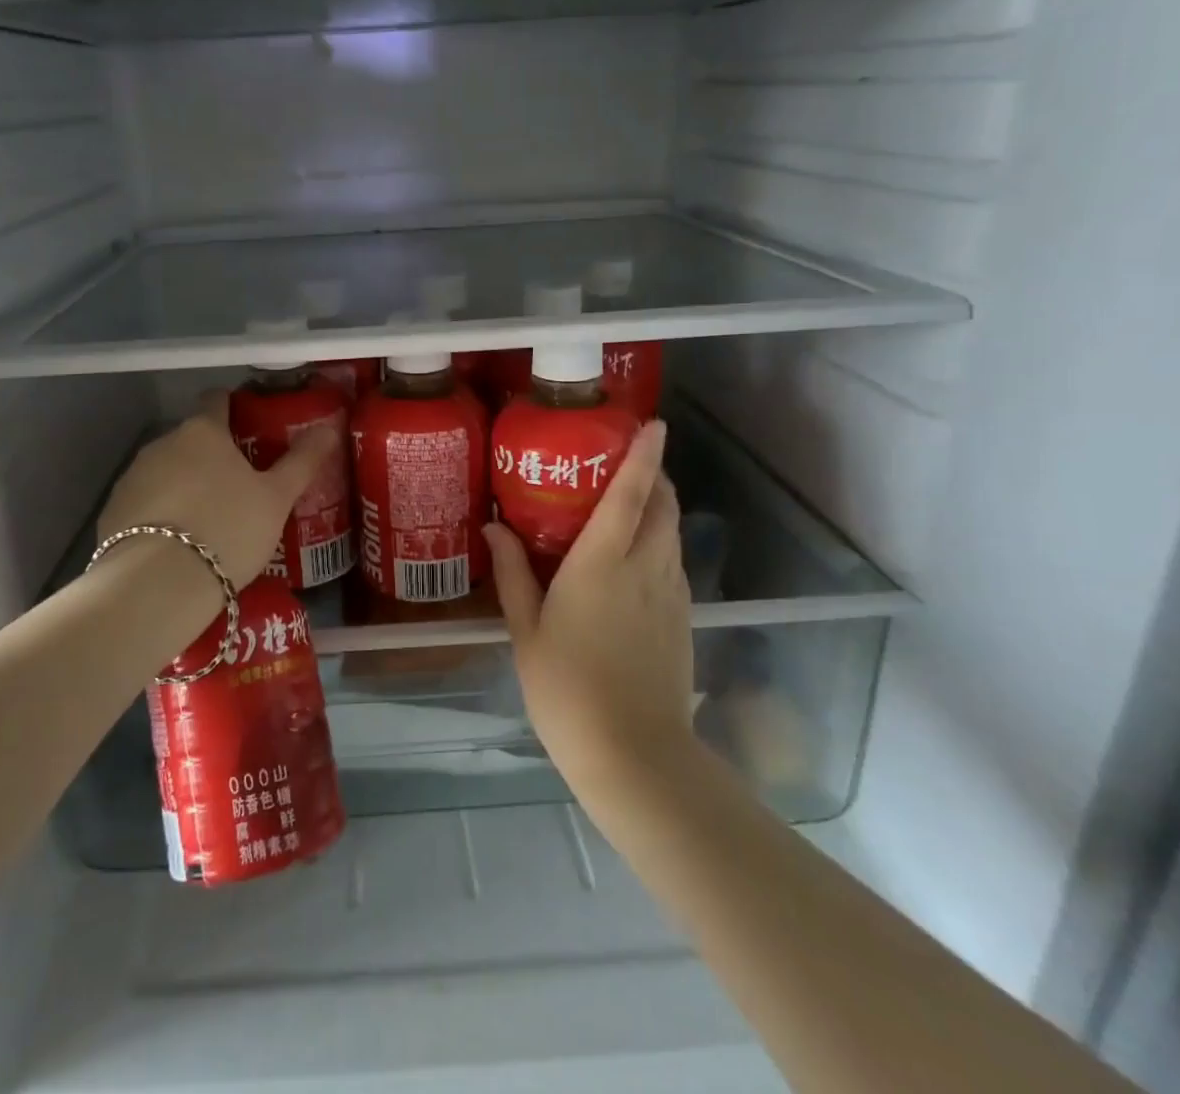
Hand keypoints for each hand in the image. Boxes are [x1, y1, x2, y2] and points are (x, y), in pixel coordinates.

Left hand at [98, 392, 337, 594]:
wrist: (157, 586)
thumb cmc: (228, 529)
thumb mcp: (276, 499)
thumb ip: (302, 461)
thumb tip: (328, 428)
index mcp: (203, 432)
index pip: (216, 400)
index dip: (234, 407)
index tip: (250, 426)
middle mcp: (163, 443)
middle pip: (191, 439)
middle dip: (212, 456)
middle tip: (240, 487)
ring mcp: (132, 477)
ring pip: (166, 471)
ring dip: (185, 485)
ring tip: (209, 521)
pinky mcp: (112, 512)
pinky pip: (145, 503)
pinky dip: (161, 514)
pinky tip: (177, 544)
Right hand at [484, 421, 694, 802]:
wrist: (635, 754)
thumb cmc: (566, 689)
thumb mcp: (526, 629)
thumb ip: (512, 572)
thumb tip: (494, 526)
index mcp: (602, 563)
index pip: (631, 494)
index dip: (644, 455)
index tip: (653, 424)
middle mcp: (645, 568)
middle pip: (664, 505)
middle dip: (655, 476)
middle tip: (626, 463)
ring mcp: (671, 594)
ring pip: (673, 533)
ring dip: (659, 508)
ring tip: (628, 504)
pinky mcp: (684, 619)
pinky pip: (674, 563)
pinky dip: (660, 543)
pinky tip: (634, 560)